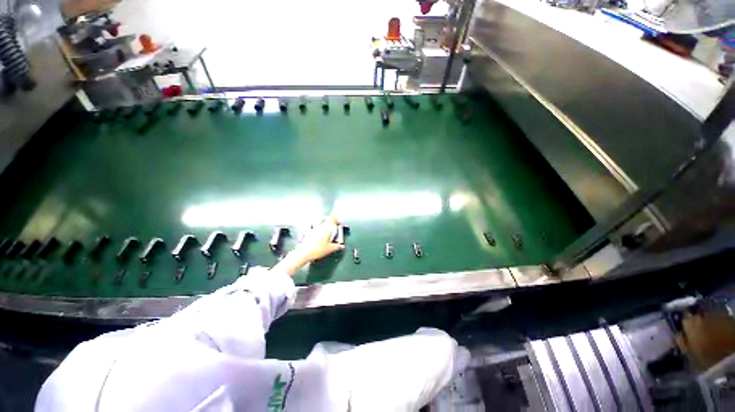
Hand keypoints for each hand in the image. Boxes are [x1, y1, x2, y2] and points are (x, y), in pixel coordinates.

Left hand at [273, 214, 344, 276]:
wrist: (303, 253)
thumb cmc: (317, 250)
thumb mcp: (329, 249)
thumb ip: (336, 246)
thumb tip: (341, 246)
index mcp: (326, 228)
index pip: (331, 219)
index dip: (335, 217)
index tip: (337, 218)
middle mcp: (320, 227)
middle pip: (326, 221)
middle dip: (330, 222)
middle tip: (334, 225)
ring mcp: (313, 230)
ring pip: (321, 225)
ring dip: (325, 227)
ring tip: (328, 232)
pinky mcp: (309, 234)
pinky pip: (316, 230)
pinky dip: (320, 231)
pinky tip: (321, 237)